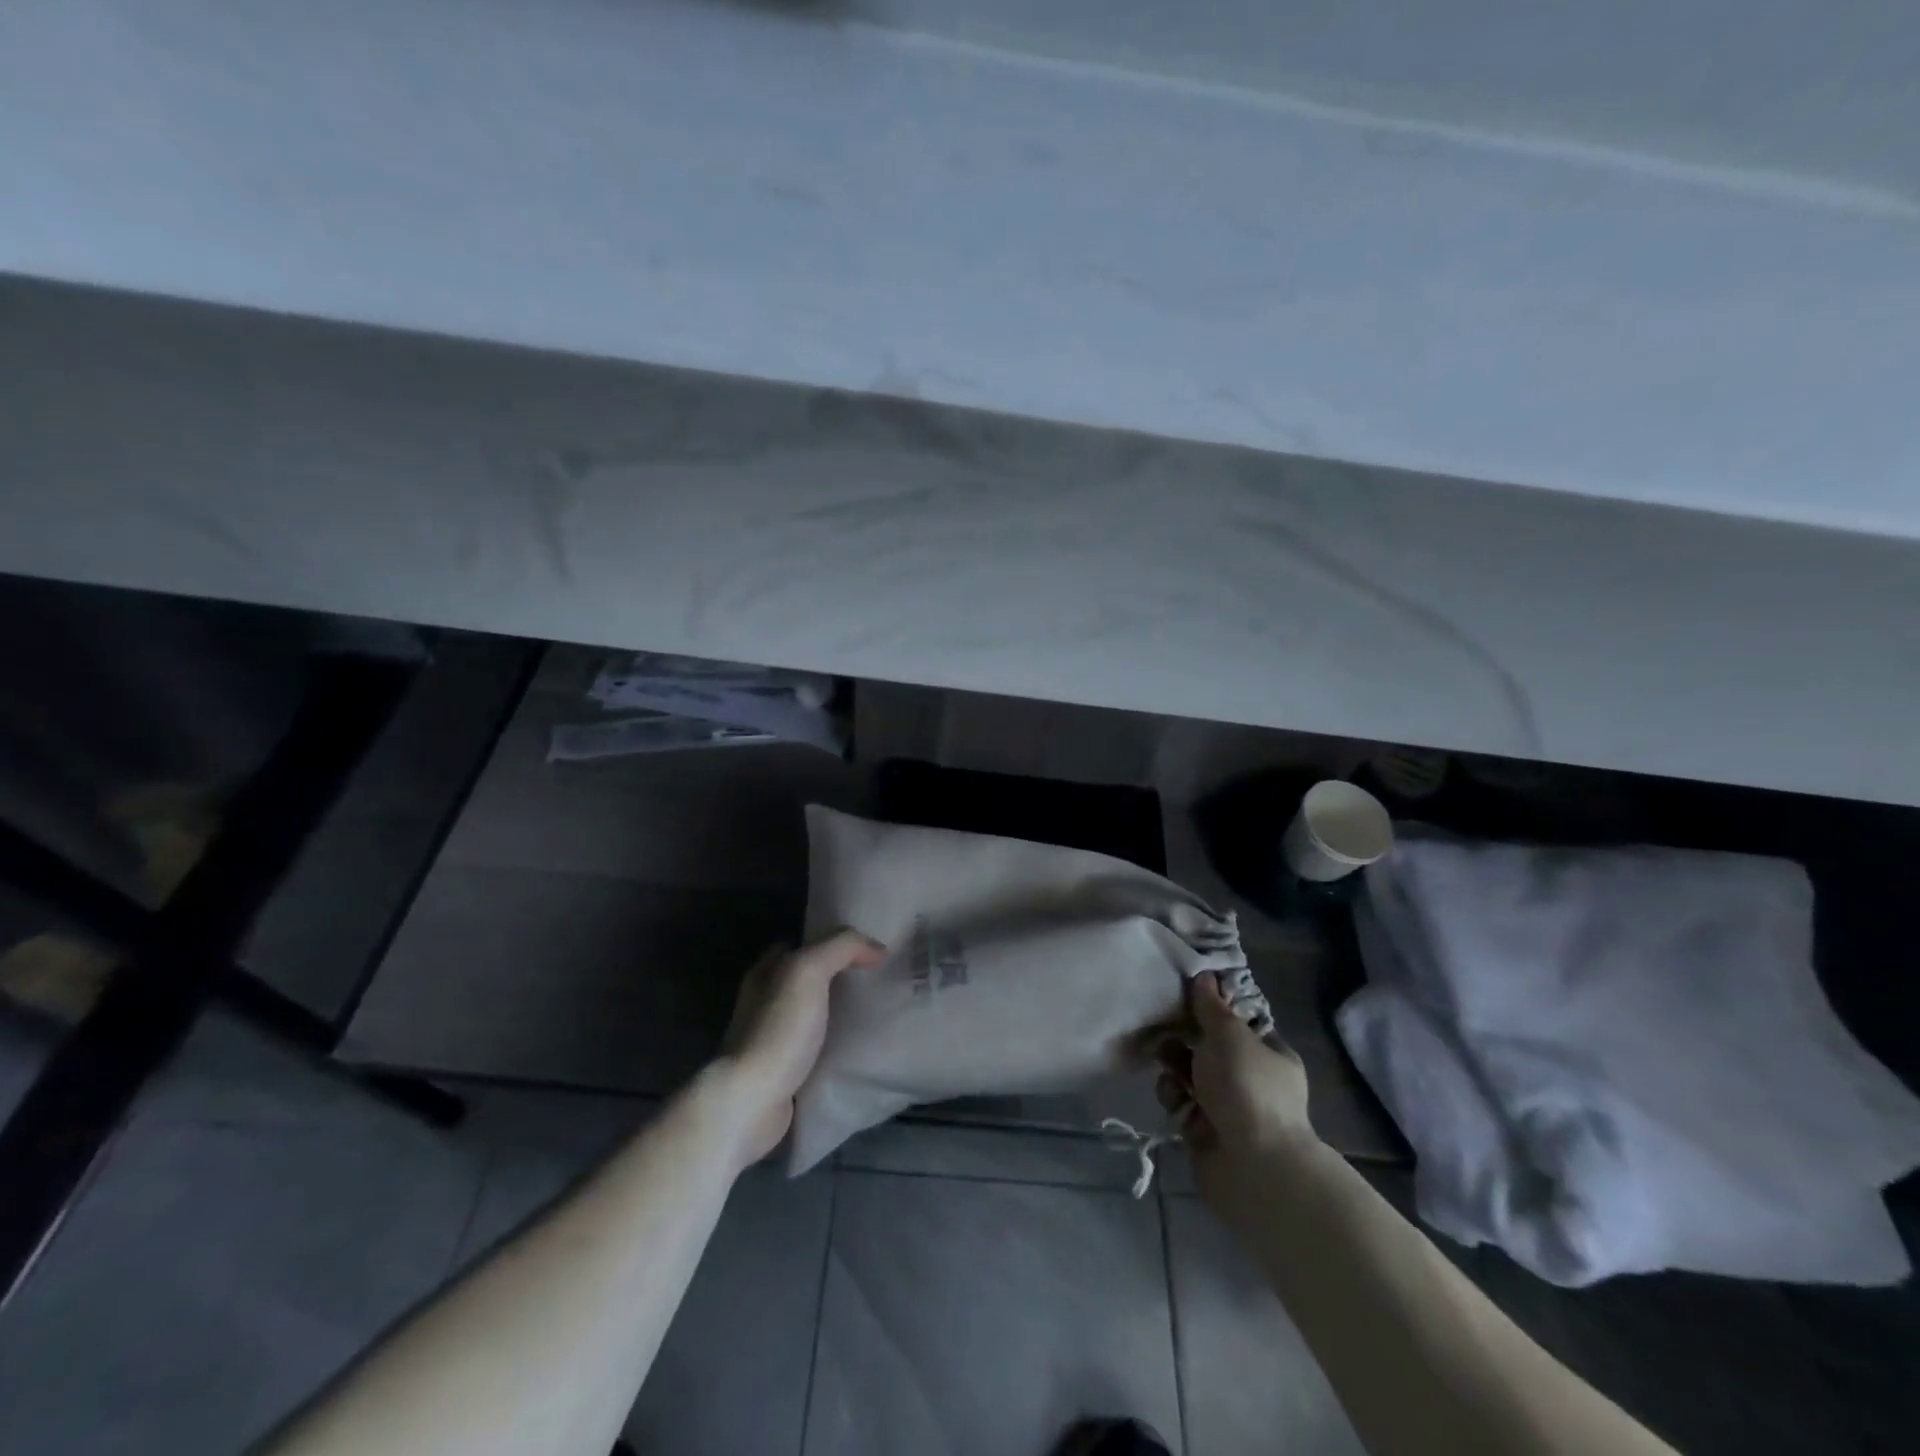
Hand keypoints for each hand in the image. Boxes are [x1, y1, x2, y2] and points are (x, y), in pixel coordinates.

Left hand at [712, 929, 885, 1168]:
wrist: (752, 1102)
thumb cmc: (778, 1029)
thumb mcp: (810, 970)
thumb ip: (842, 947)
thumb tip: (878, 949)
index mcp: (765, 973)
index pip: (797, 944)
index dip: (828, 940)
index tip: (863, 947)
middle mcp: (763, 1002)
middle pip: (806, 979)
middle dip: (836, 976)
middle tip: (875, 978)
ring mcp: (771, 1039)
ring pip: (811, 1013)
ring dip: (837, 1011)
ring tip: (875, 1011)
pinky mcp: (783, 1072)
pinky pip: (815, 1047)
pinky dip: (834, 1044)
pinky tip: (857, 1046)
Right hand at [1157, 972, 1316, 1199]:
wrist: (1254, 1168)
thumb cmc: (1248, 1088)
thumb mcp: (1229, 1035)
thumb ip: (1211, 1006)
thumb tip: (1204, 976)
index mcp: (1270, 1055)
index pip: (1239, 1023)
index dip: (1214, 1008)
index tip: (1186, 993)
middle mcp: (1251, 1080)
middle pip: (1211, 1048)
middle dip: (1187, 1036)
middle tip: (1164, 1023)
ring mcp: (1228, 1108)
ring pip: (1193, 1075)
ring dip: (1175, 1064)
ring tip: (1162, 1057)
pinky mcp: (1204, 1132)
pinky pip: (1182, 1103)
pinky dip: (1173, 1096)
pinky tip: (1171, 1093)